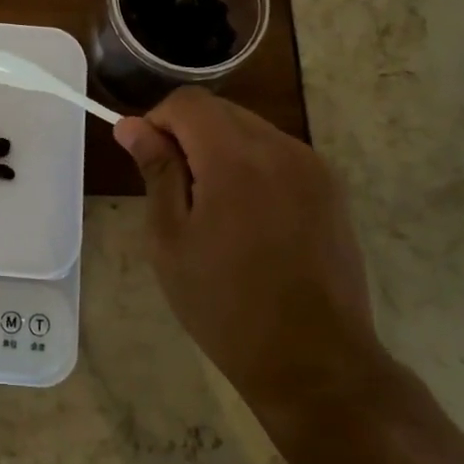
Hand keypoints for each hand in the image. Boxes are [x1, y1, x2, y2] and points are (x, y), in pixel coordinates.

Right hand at [113, 89, 390, 433]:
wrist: (314, 361)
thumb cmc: (225, 305)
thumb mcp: (170, 239)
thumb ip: (156, 171)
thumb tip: (132, 126)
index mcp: (236, 158)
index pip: (188, 101)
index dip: (158, 120)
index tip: (148, 160)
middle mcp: (281, 148)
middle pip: (221, 110)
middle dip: (188, 134)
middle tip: (176, 192)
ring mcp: (313, 167)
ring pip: (251, 130)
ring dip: (221, 149)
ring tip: (214, 210)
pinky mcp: (331, 189)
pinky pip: (279, 154)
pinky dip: (252, 166)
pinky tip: (249, 218)